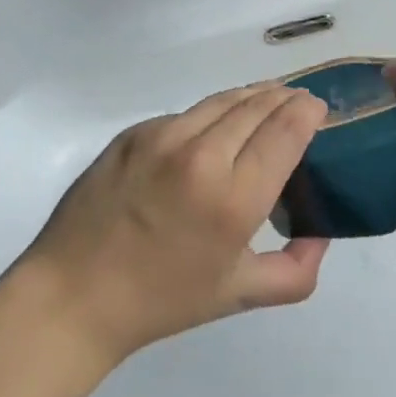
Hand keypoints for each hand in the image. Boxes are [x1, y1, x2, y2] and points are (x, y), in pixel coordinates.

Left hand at [19, 84, 329, 363]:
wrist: (74, 295)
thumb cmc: (162, 300)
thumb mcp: (239, 296)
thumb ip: (296, 271)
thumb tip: (321, 235)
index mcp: (234, 199)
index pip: (286, 129)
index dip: (308, 110)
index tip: (318, 108)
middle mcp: (201, 156)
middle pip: (258, 104)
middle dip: (285, 97)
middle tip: (298, 101)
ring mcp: (162, 138)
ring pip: (222, 100)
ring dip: (252, 96)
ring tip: (266, 99)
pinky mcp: (134, 133)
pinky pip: (185, 115)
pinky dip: (210, 115)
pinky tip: (212, 130)